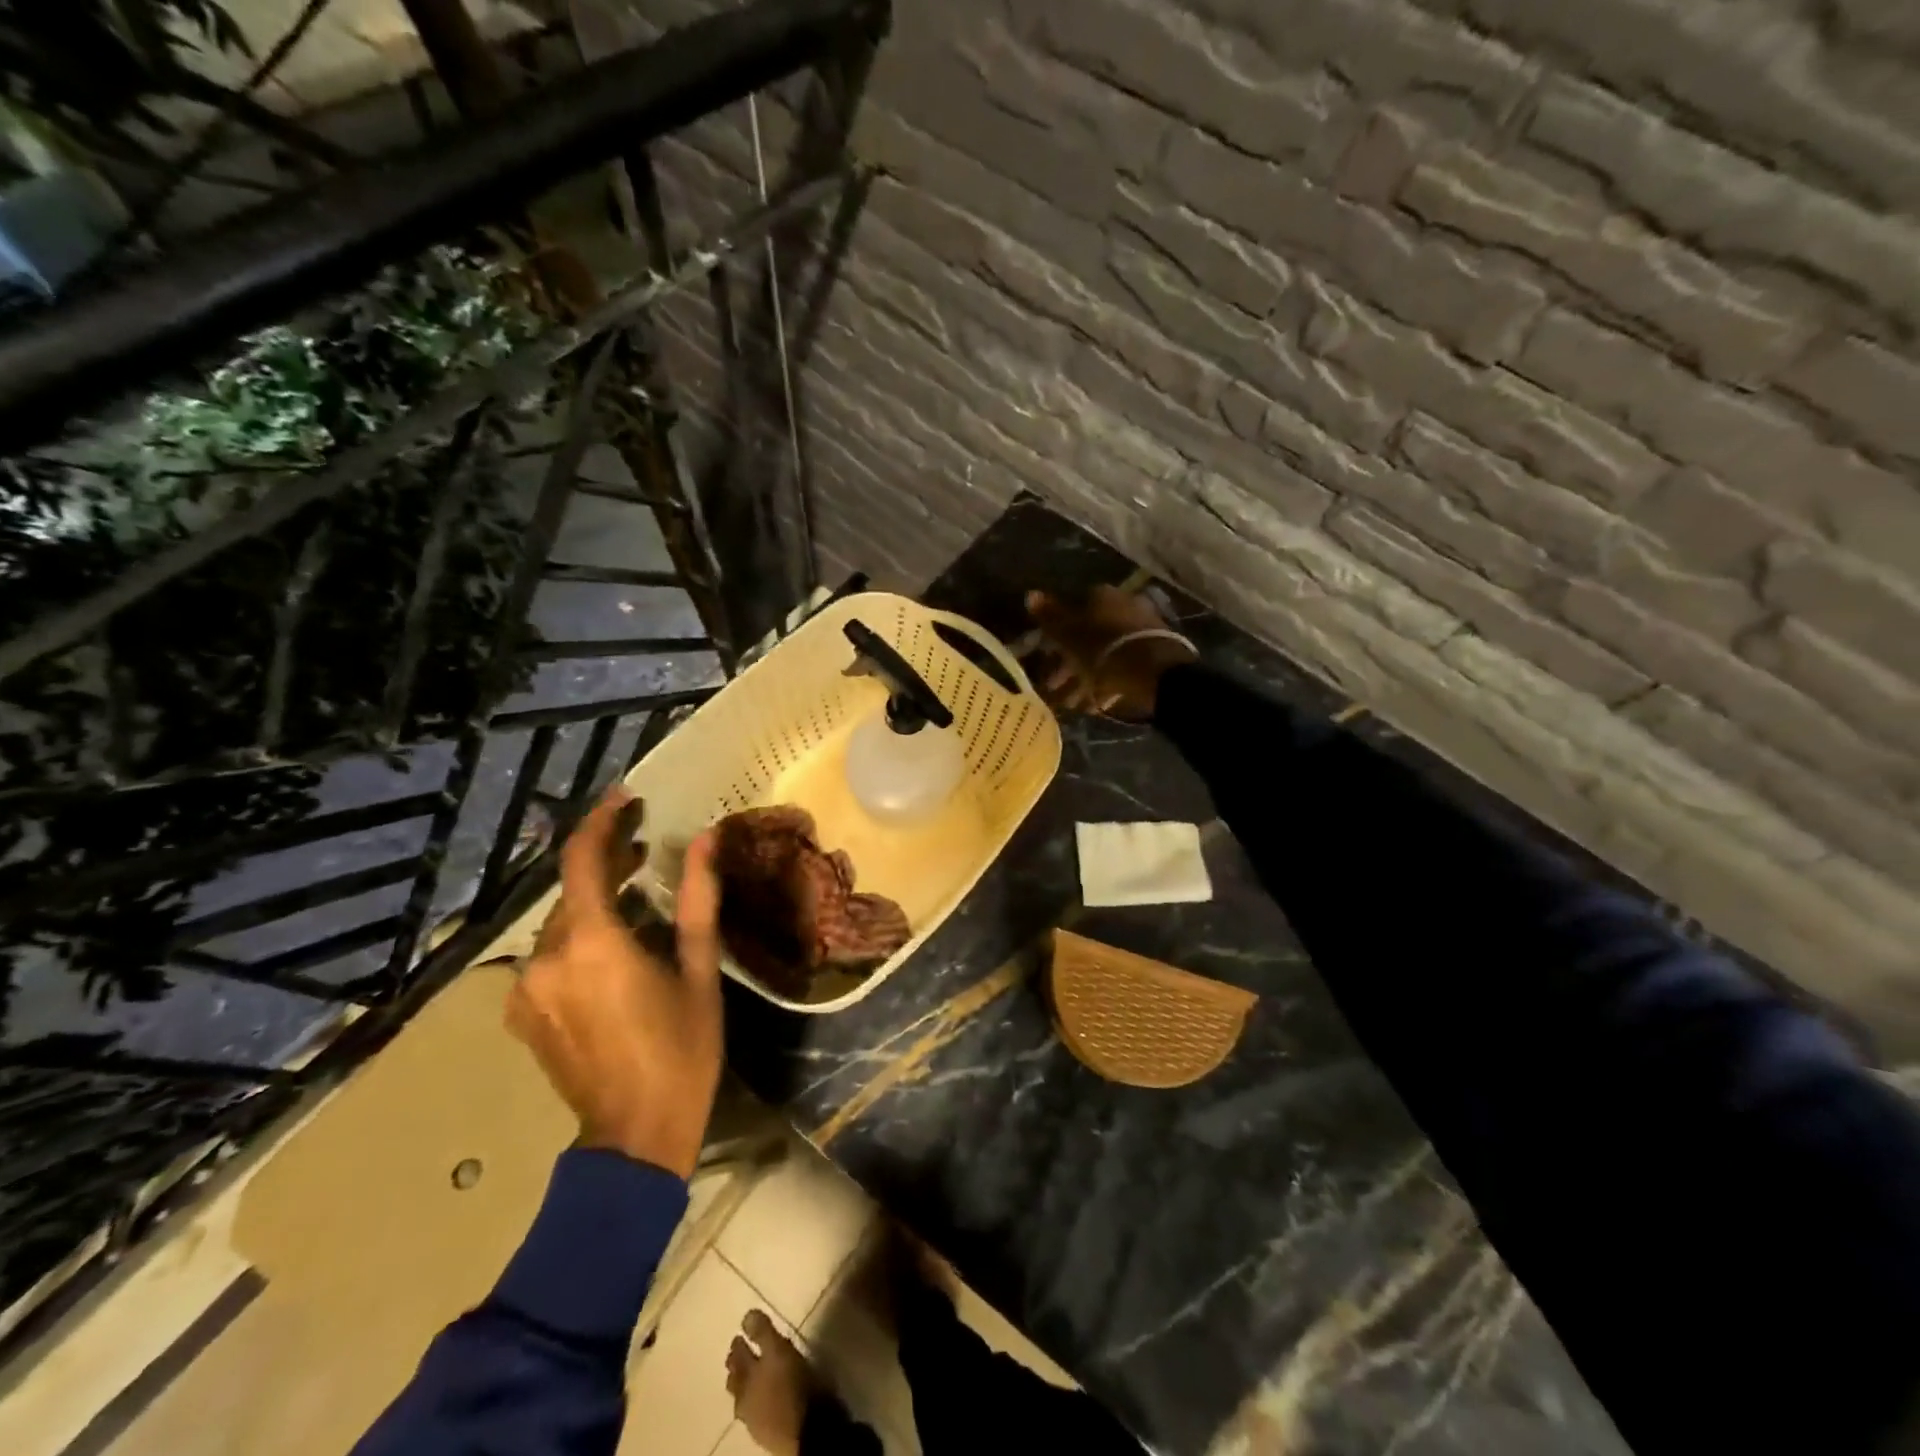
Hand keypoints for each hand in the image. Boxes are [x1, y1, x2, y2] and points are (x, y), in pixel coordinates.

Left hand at [507, 787, 723, 1179]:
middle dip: (605, 862)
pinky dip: (579, 935)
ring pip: (561, 922)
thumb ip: (697, 899)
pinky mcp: (522, 1011)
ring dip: (594, 901)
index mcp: (592, 944)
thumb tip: (704, 839)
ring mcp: (525, 988)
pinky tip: (612, 947)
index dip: (601, 821)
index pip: (582, 860)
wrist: (635, 1136)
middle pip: (570, 890)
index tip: (626, 797)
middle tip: (645, 846)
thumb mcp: (699, 970)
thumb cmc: (682, 1049)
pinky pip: (550, 954)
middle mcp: (546, 958)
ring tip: (634, 894)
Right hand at [1026, 586, 1196, 720]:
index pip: (1072, 610)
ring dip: (1083, 679)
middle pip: (1088, 635)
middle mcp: (1123, 607)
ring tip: (1070, 704)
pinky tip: (1093, 705)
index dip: (1055, 636)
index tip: (1043, 657)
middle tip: (1052, 687)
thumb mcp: (1069, 634)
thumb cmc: (1103, 649)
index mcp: (1102, 596)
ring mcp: (1140, 631)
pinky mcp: (1152, 656)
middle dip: (1067, 664)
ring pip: (1103, 655)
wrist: (1155, 673)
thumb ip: (1049, 616)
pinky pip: (1120, 669)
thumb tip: (1030, 593)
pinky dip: (1104, 685)